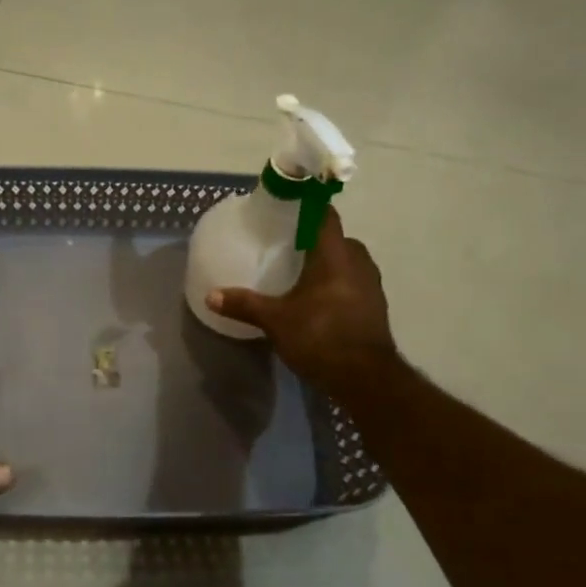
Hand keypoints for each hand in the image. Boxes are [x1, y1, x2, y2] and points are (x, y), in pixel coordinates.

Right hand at [208, 210, 399, 397]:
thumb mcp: (276, 320)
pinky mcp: (375, 309)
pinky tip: (317, 300)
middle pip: (337, 240)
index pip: (326, 216)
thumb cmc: (320, 336)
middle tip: (287, 246)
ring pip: (348, 263)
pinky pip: (353, 285)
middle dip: (315, 240)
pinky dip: (337, 286)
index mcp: (335, 255)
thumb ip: (244, 304)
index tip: (288, 208)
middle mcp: (358, 263)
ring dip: (328, 265)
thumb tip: (210, 295)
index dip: (309, 208)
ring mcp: (371, 287)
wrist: (365, 378)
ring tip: (300, 273)